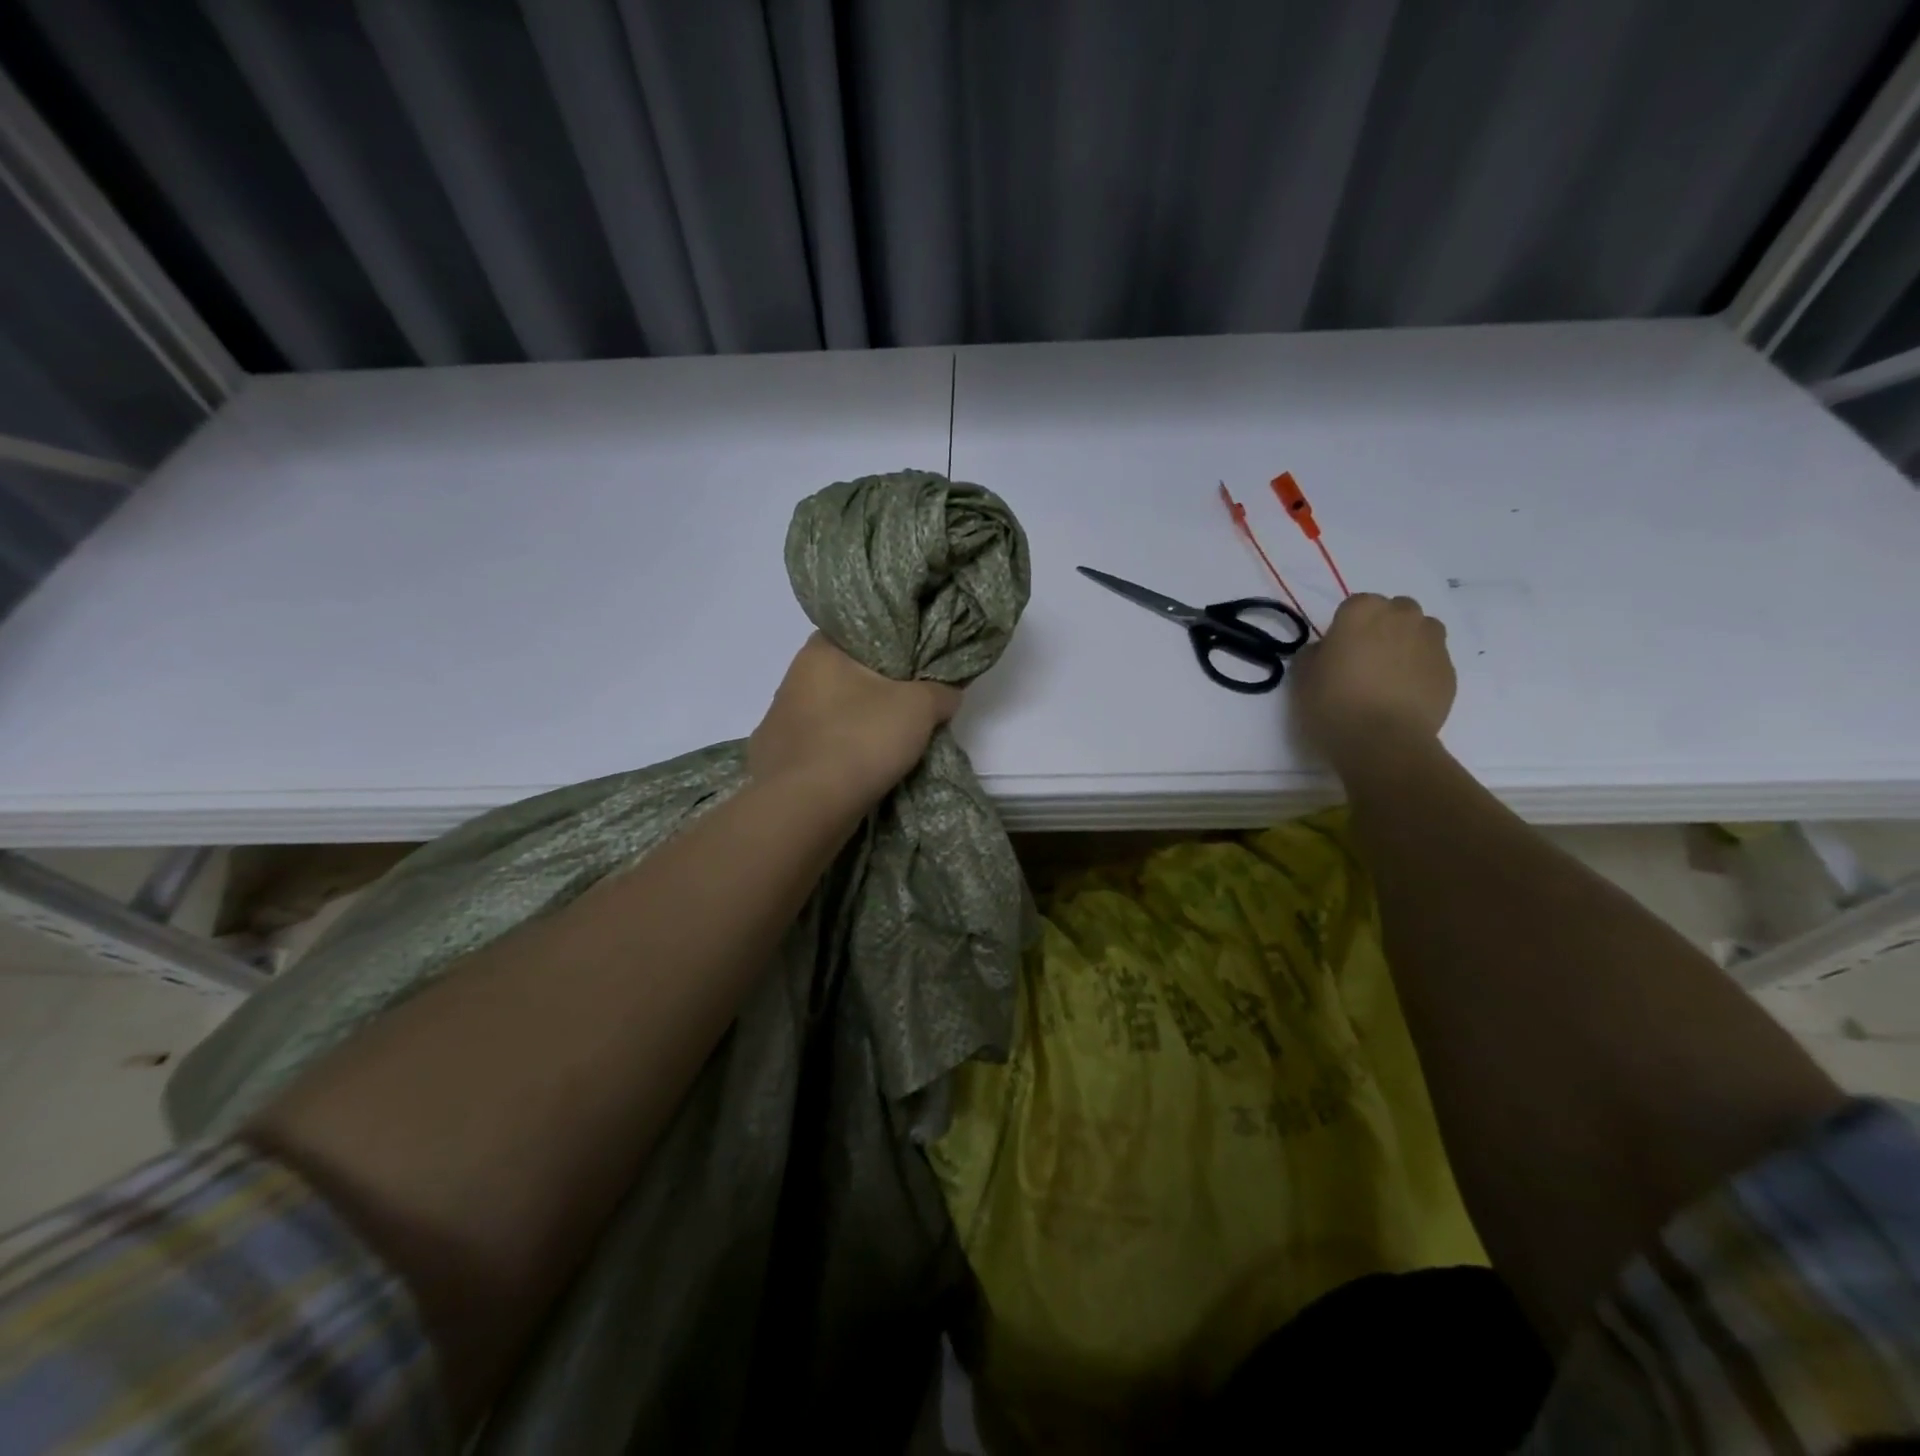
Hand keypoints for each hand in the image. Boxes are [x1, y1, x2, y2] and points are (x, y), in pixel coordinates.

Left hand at [749, 634, 962, 802]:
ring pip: (833, 711)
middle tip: (913, 702)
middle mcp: (794, 677)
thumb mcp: (918, 707)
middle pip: (848, 673)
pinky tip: (860, 767)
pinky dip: (840, 751)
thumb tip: (948, 691)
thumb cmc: (860, 740)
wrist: (805, 808)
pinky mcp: (778, 758)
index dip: (895, 644)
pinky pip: (820, 745)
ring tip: (891, 740)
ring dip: (858, 722)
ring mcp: (781, 720)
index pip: (862, 632)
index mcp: (820, 650)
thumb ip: (940, 690)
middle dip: (879, 687)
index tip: (919, 662)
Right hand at [1291, 594, 1454, 771]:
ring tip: (1390, 675)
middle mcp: (1402, 617)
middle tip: (1365, 660)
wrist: (1383, 741)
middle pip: (1395, 611)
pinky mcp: (1449, 670)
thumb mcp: (1303, 676)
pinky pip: (1432, 660)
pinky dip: (1421, 670)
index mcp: (1362, 611)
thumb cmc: (1333, 703)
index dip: (1346, 627)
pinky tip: (1404, 695)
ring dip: (1407, 643)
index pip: (1354, 605)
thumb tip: (1327, 650)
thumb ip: (1314, 653)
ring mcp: (1432, 642)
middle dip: (1383, 628)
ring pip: (1421, 631)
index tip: (1338, 651)